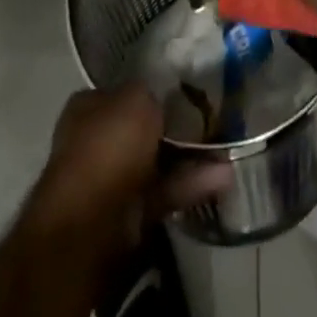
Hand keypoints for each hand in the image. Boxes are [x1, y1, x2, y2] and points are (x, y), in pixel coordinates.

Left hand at [26, 86, 230, 256]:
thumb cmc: (108, 147)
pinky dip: (190, 186)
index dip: (154, 92)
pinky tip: (223, 179)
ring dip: (189, 159)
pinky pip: (164, 194)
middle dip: (175, 129)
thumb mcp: (135, 98)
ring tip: (227, 151)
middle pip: (141, 130)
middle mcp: (95, 141)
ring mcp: (110, 182)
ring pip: (156, 164)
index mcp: (88, 107)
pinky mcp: (128, 217)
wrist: (91, 224)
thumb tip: (163, 99)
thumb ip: (152, 94)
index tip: (186, 93)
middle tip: (212, 122)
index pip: (124, 93)